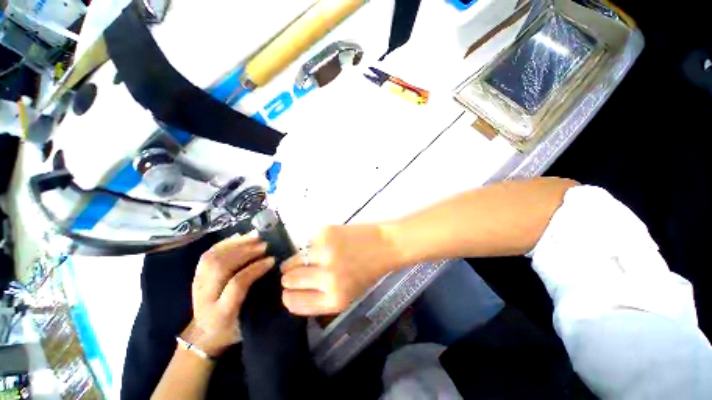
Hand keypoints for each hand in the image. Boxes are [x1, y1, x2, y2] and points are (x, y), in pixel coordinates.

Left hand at [182, 236, 273, 357]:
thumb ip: (261, 299)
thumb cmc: (233, 328)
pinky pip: (208, 254)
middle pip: (221, 267)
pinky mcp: (196, 275)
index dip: (255, 269)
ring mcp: (197, 284)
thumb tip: (274, 270)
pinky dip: (224, 243)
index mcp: (220, 313)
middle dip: (245, 252)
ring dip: (236, 244)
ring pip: (212, 257)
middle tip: (265, 245)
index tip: (272, 260)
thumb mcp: (250, 321)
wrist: (205, 333)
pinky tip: (239, 237)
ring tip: (254, 238)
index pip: (236, 285)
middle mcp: (204, 297)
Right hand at [280, 224, 400, 315]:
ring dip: (296, 260)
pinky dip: (312, 244)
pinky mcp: (325, 234)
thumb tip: (292, 293)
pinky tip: (325, 244)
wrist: (385, 245)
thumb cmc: (368, 271)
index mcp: (334, 300)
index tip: (288, 290)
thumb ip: (321, 298)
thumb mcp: (348, 294)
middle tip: (298, 270)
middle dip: (290, 276)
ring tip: (308, 257)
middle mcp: (327, 279)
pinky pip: (307, 242)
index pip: (293, 302)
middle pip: (289, 280)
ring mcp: (325, 253)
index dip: (288, 296)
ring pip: (293, 260)